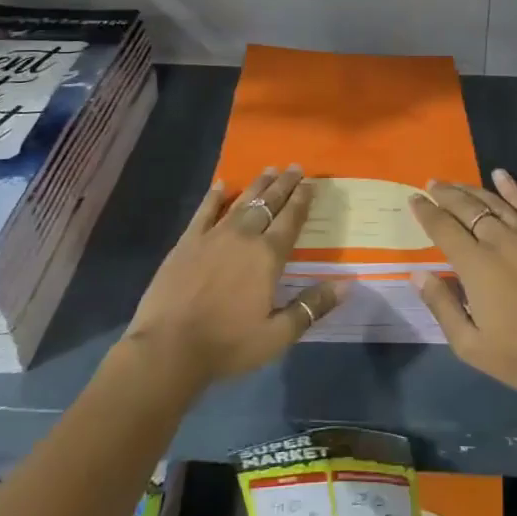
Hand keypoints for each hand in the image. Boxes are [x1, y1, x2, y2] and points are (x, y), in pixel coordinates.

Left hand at [123, 167, 347, 391]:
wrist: (168, 348)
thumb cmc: (227, 345)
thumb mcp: (277, 335)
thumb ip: (312, 306)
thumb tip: (348, 284)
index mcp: (268, 257)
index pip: (290, 220)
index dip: (302, 200)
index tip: (310, 182)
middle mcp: (244, 237)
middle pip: (268, 204)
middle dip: (284, 184)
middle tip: (294, 166)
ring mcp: (213, 236)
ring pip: (241, 202)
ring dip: (257, 185)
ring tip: (269, 169)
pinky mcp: (187, 242)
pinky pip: (204, 211)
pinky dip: (214, 196)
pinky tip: (221, 184)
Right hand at [408, 169, 516, 401]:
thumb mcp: (470, 345)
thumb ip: (442, 305)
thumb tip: (417, 273)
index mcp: (476, 265)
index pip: (444, 228)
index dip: (427, 212)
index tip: (414, 199)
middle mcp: (500, 241)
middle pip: (467, 208)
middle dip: (446, 194)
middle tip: (431, 184)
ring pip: (495, 202)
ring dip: (471, 190)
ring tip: (455, 183)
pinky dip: (511, 189)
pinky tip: (500, 175)